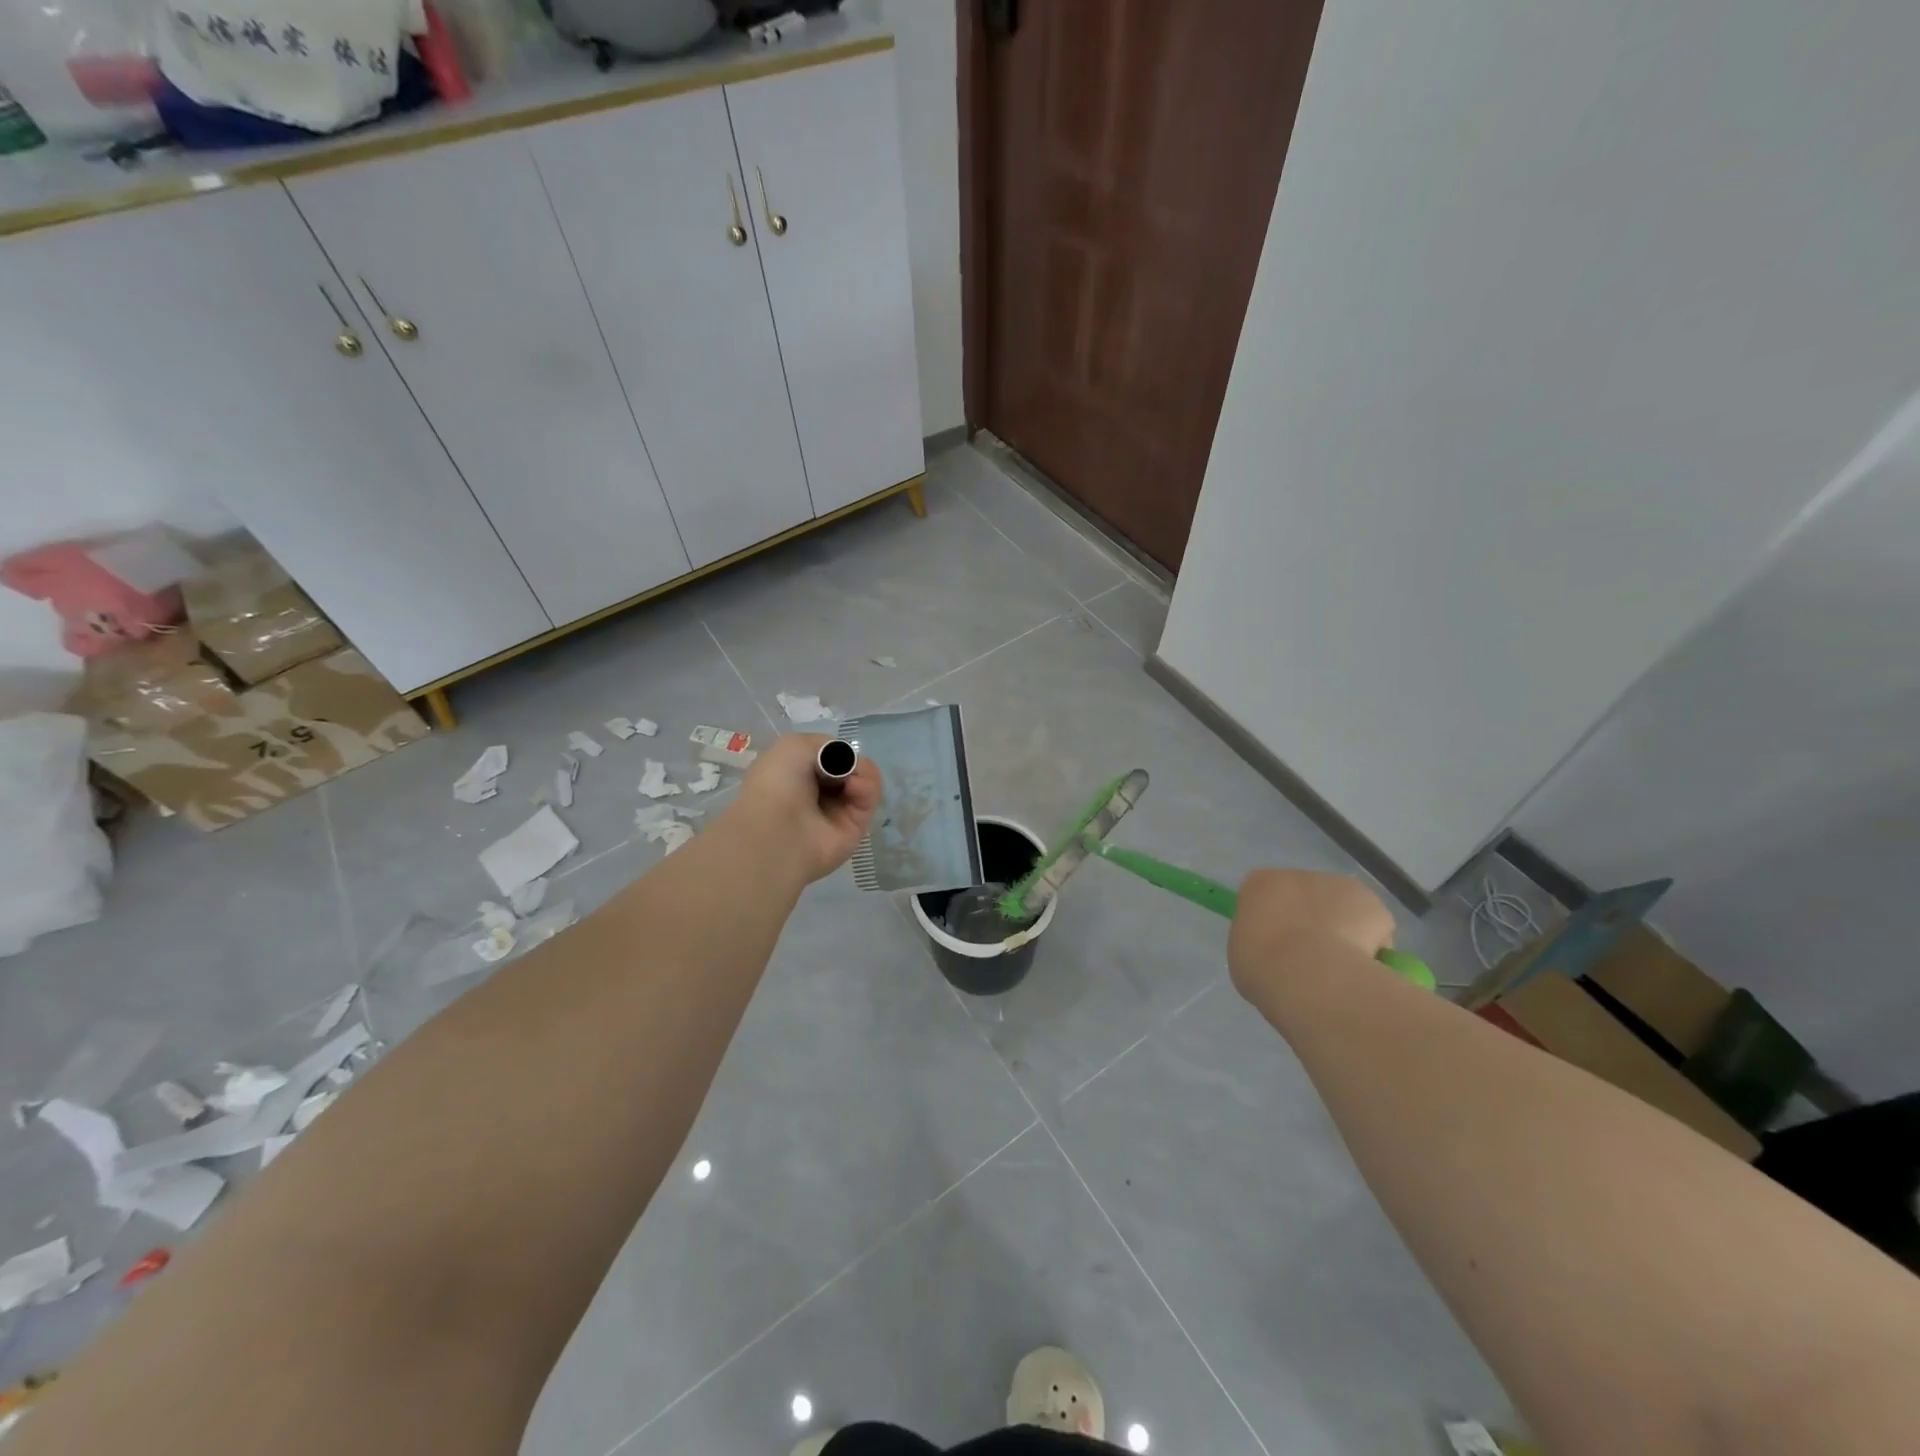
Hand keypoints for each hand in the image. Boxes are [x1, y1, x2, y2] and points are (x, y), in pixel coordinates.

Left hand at [731, 733, 882, 883]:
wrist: (778, 830)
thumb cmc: (778, 784)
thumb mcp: (794, 746)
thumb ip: (826, 745)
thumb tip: (846, 761)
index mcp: (796, 774)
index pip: (828, 755)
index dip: (835, 749)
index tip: (831, 750)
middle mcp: (817, 792)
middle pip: (849, 767)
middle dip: (851, 759)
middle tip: (844, 763)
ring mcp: (838, 810)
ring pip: (864, 780)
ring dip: (863, 771)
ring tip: (852, 777)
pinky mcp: (857, 826)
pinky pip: (869, 798)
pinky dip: (867, 787)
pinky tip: (854, 786)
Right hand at [1228, 869, 1394, 1002]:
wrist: (1311, 975)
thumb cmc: (1264, 966)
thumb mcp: (1243, 954)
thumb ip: (1259, 941)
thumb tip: (1277, 949)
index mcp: (1259, 884)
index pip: (1265, 895)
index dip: (1274, 921)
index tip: (1277, 946)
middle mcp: (1297, 875)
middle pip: (1306, 896)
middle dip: (1311, 921)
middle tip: (1312, 960)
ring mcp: (1337, 885)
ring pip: (1341, 908)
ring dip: (1343, 929)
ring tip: (1342, 969)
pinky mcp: (1371, 902)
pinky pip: (1372, 925)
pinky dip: (1373, 944)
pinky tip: (1364, 968)